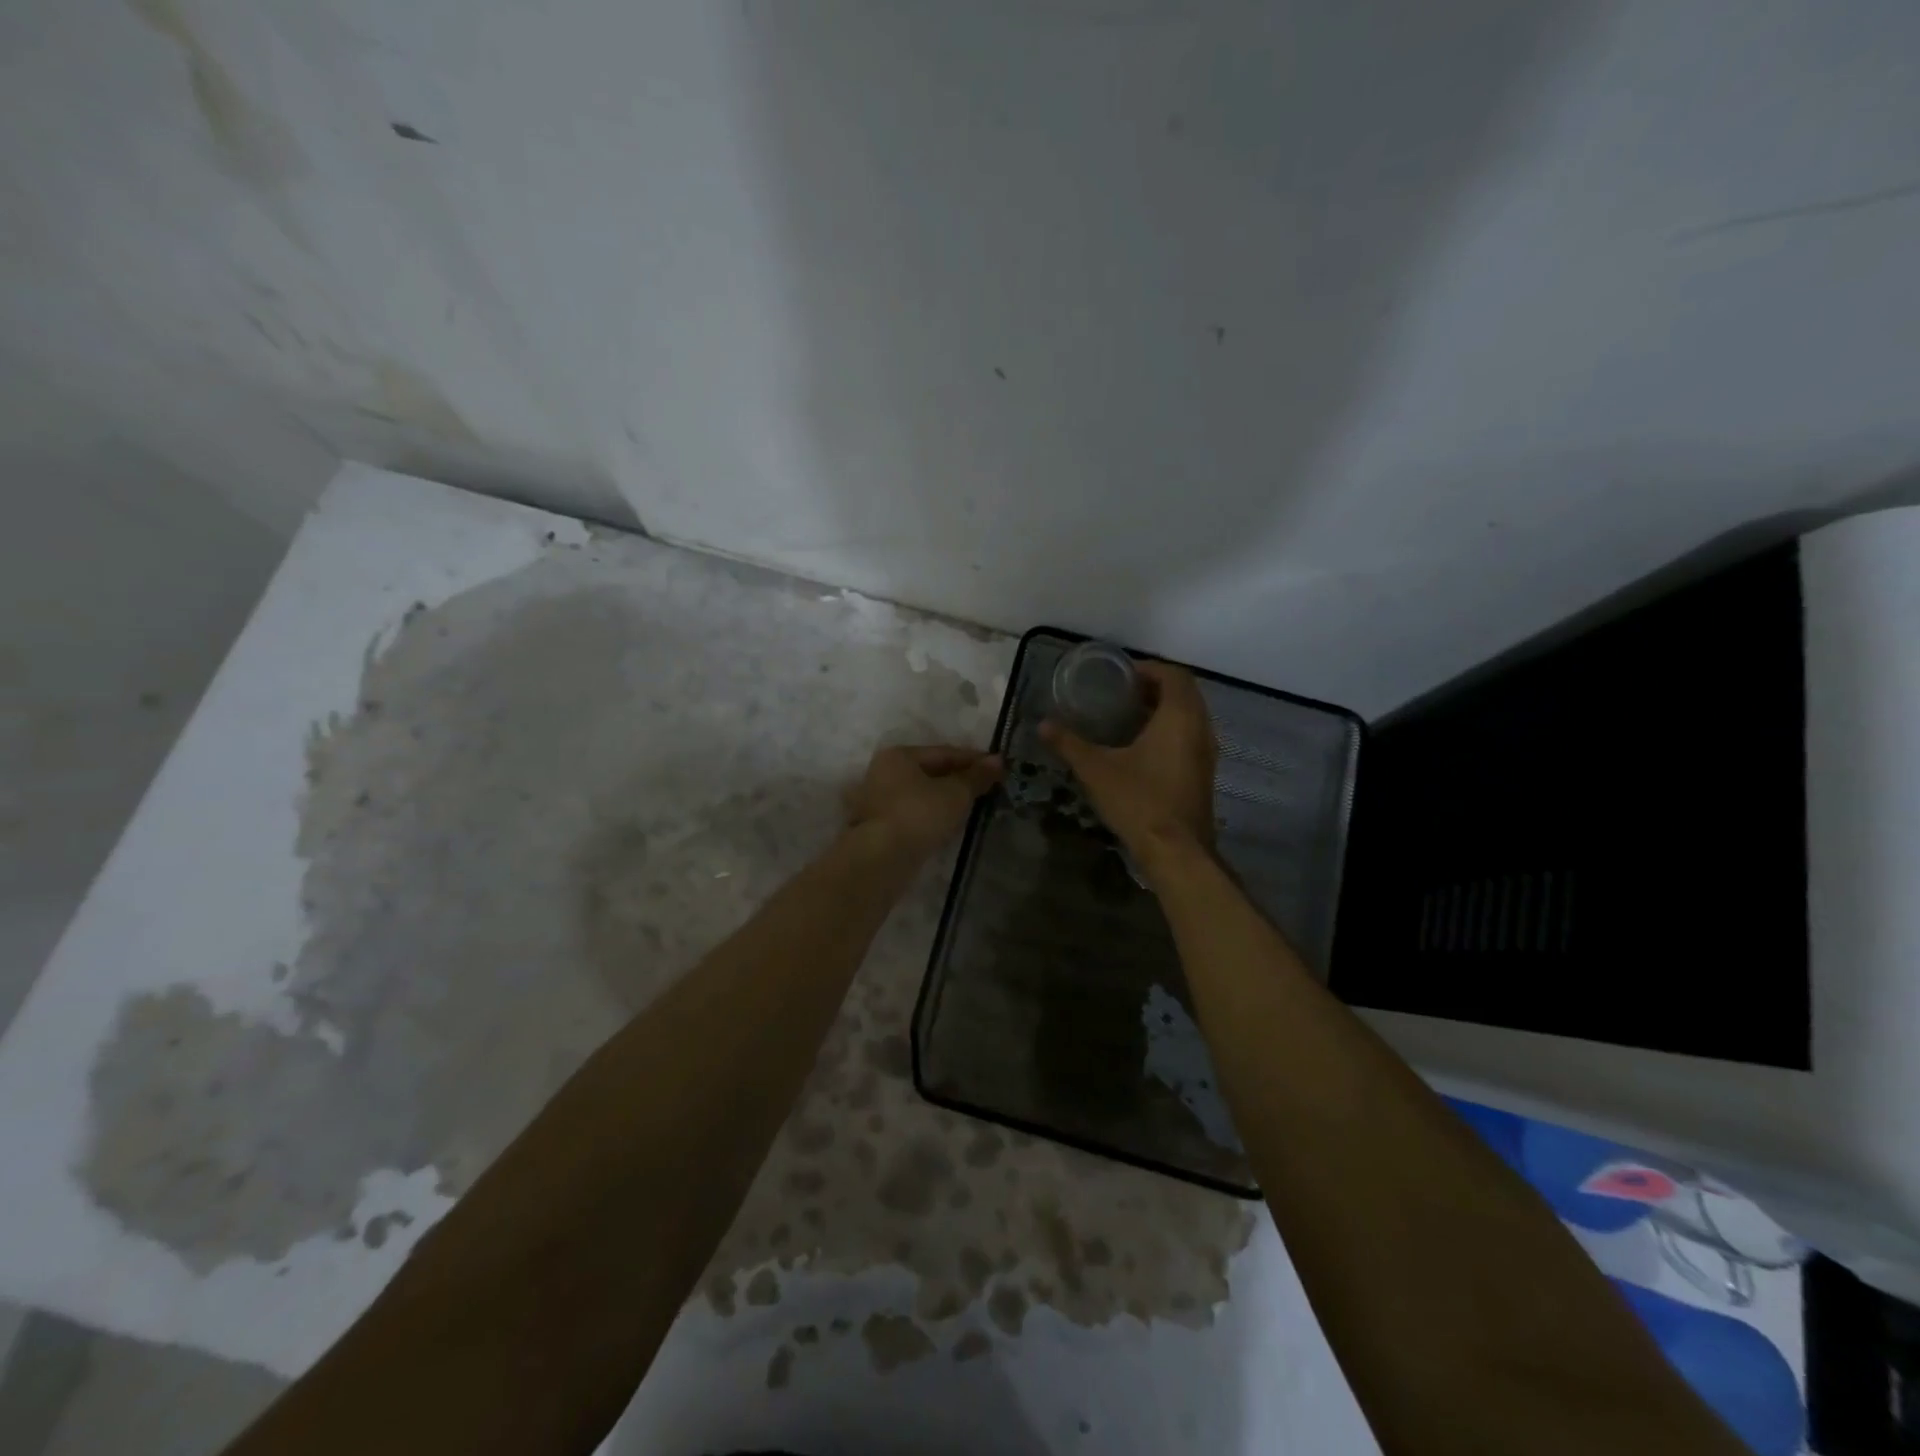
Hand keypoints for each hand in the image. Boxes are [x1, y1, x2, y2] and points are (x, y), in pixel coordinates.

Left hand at [844, 745, 1002, 858]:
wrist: (882, 858)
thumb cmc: (919, 815)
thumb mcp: (956, 793)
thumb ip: (977, 777)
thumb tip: (998, 761)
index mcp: (899, 755)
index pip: (944, 752)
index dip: (974, 759)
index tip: (999, 768)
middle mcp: (884, 772)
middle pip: (931, 771)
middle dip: (960, 779)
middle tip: (988, 787)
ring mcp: (878, 800)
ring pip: (922, 793)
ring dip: (946, 798)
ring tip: (974, 805)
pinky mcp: (879, 826)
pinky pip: (914, 812)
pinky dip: (933, 814)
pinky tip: (950, 823)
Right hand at [1041, 660, 1216, 867]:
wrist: (1176, 851)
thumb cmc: (1138, 800)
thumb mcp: (1096, 769)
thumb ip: (1069, 744)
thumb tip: (1043, 724)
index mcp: (1179, 717)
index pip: (1174, 675)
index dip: (1148, 669)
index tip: (1121, 675)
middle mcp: (1200, 728)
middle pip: (1184, 693)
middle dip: (1155, 688)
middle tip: (1121, 694)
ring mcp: (1206, 753)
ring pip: (1190, 717)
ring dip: (1164, 710)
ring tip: (1128, 717)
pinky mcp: (1203, 774)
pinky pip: (1190, 738)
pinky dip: (1170, 731)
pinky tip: (1141, 748)